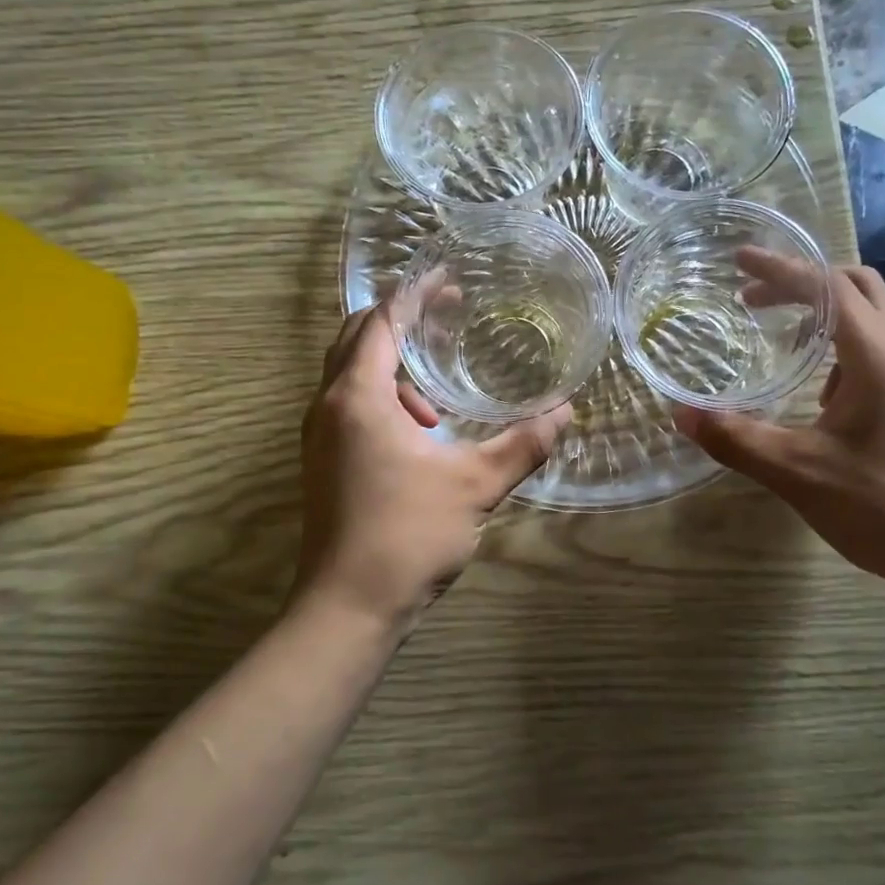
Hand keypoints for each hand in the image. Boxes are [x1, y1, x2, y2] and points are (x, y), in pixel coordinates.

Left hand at [294, 306, 571, 630]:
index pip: (382, 321)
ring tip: (439, 402)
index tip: (446, 278)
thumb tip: (565, 412)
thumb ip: (522, 444)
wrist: (347, 607)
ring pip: (350, 373)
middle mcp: (329, 405)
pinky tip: (421, 432)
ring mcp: (319, 434)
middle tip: (447, 316)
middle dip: (401, 319)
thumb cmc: (408, 535)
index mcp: (358, 397)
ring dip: (392, 367)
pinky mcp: (323, 460)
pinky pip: (350, 404)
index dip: (414, 293)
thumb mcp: (475, 485)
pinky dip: (382, 396)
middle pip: (357, 337)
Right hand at [673, 250, 884, 599]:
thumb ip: (737, 439)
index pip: (826, 288)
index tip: (738, 261)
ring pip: (875, 314)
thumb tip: (681, 415)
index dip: (779, 269)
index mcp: (879, 357)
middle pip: (858, 285)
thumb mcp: (799, 473)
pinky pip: (881, 347)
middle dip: (803, 280)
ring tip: (781, 330)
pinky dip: (843, 341)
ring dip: (826, 308)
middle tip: (754, 297)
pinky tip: (818, 384)